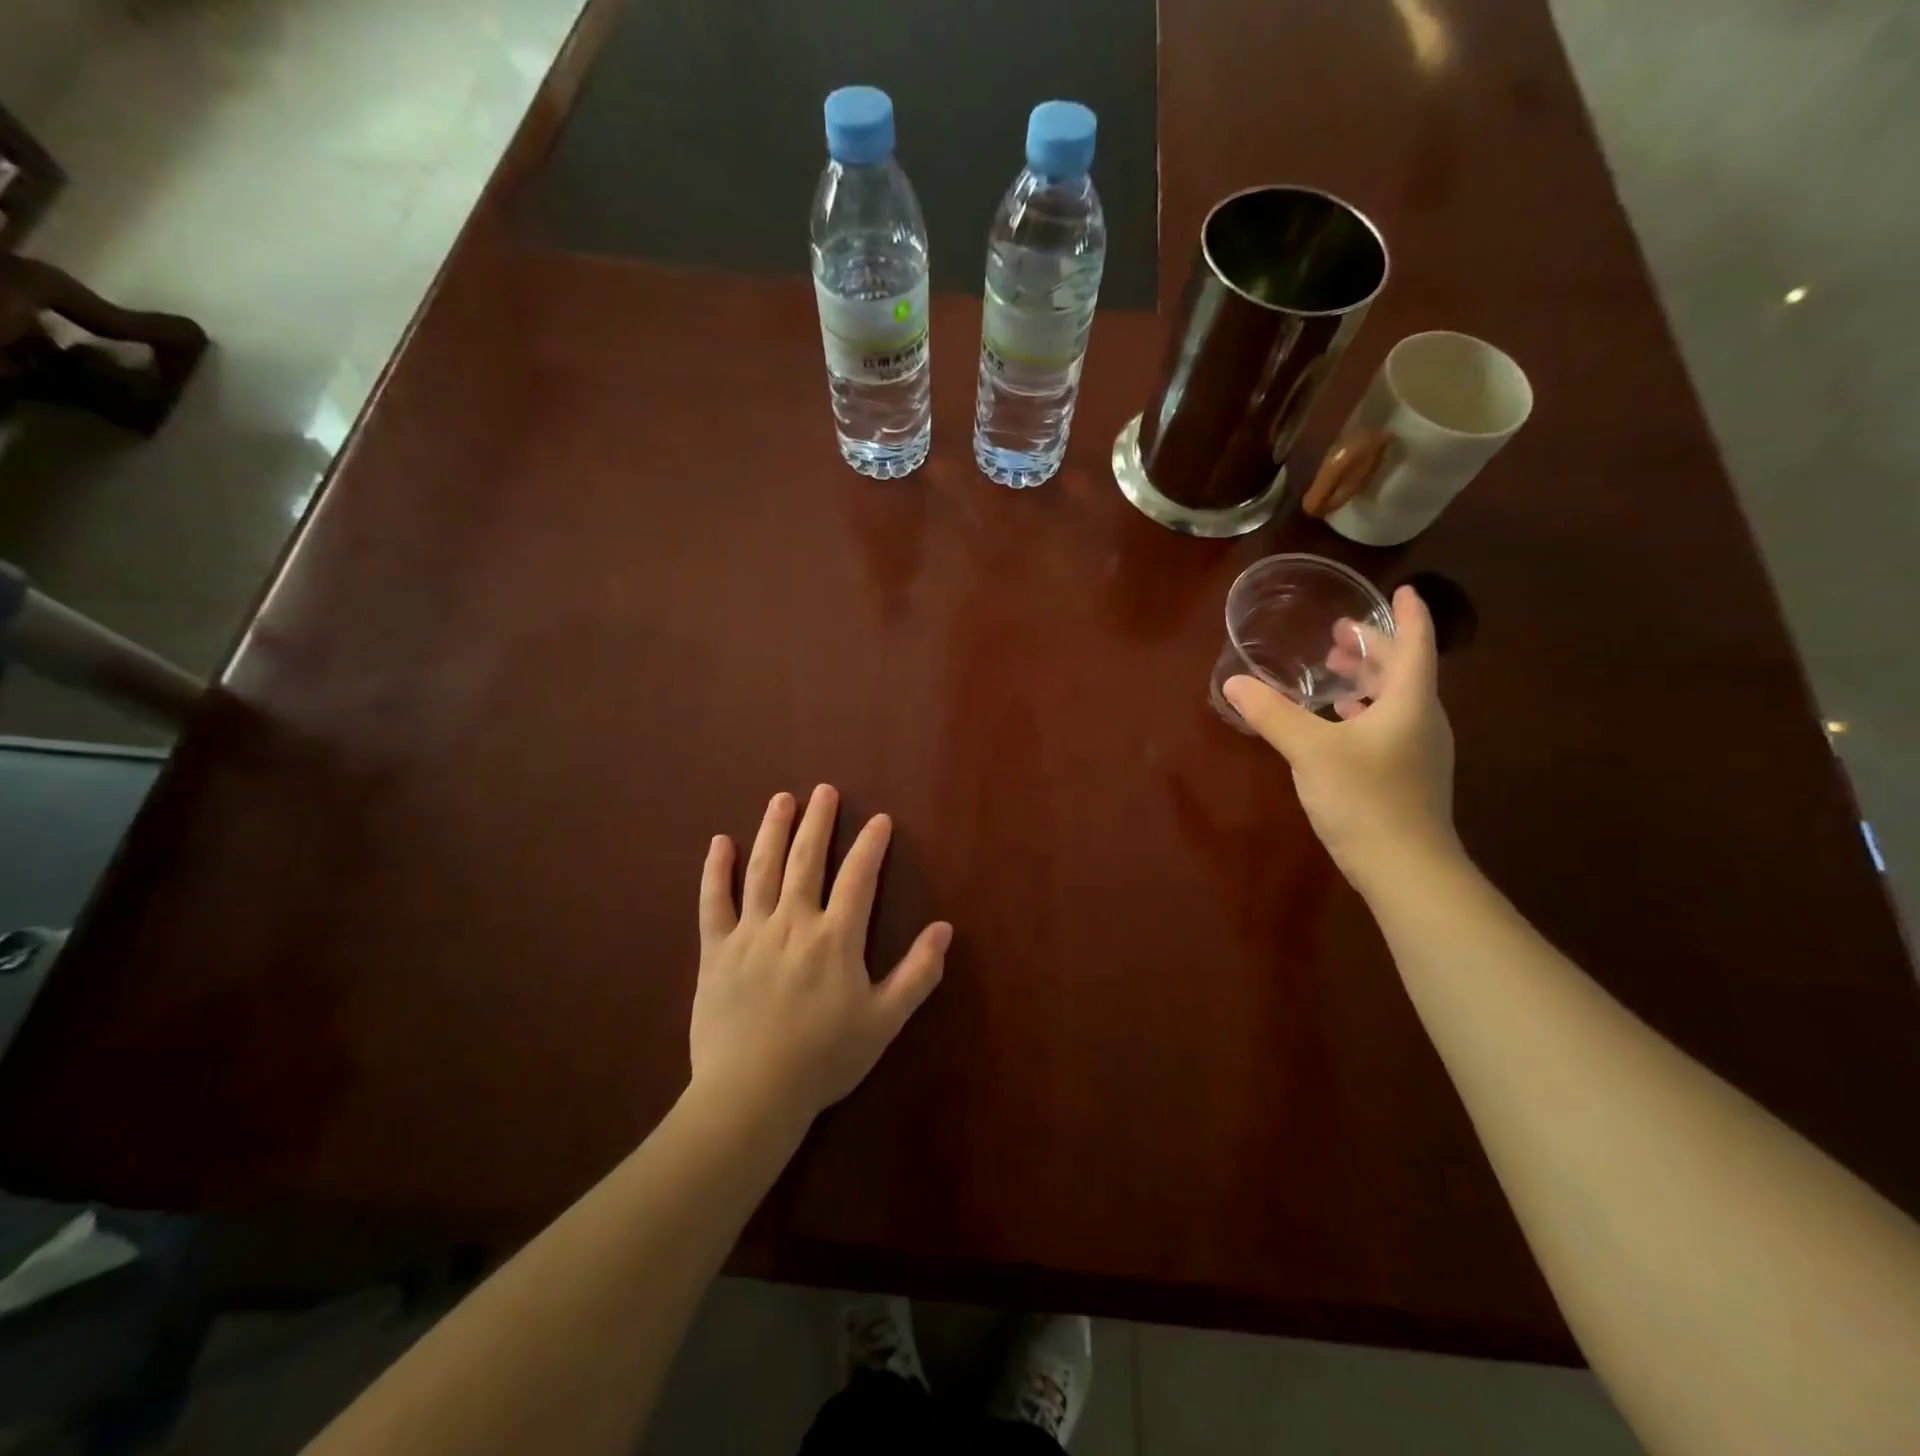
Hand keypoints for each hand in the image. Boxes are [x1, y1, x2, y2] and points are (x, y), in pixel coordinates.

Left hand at [690, 785, 951, 1121]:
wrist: (752, 1094)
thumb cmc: (824, 1059)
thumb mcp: (885, 1021)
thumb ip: (918, 974)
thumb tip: (945, 929)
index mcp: (836, 938)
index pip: (858, 877)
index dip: (871, 845)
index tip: (879, 819)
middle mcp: (794, 922)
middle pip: (807, 859)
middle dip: (818, 822)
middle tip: (824, 790)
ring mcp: (751, 933)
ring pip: (763, 869)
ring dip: (773, 830)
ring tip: (782, 799)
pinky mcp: (716, 950)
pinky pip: (713, 902)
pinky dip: (716, 871)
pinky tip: (720, 843)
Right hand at [1224, 585, 1458, 889]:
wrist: (1405, 868)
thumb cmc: (1365, 798)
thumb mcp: (1310, 750)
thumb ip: (1272, 714)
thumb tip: (1234, 683)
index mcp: (1409, 702)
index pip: (1415, 645)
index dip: (1407, 615)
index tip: (1400, 590)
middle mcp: (1421, 720)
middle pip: (1404, 671)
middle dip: (1374, 648)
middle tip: (1340, 632)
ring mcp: (1417, 751)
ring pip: (1395, 700)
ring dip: (1367, 680)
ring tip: (1334, 671)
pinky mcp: (1406, 776)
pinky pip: (1388, 726)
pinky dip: (1364, 712)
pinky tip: (1338, 722)